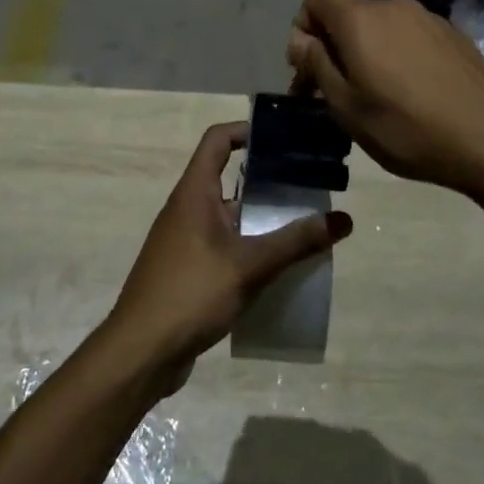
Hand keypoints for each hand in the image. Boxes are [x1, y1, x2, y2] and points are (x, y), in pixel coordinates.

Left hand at [107, 121, 351, 386]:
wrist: (140, 353)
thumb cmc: (191, 293)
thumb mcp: (250, 265)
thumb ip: (296, 242)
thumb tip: (343, 219)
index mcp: (194, 193)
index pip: (217, 140)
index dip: (246, 130)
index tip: (283, 138)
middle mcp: (187, 209)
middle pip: (229, 179)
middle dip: (267, 182)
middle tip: (309, 187)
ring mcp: (185, 241)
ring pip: (229, 217)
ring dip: (262, 221)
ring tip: (303, 228)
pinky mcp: (188, 271)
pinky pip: (224, 247)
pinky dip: (249, 250)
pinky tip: (278, 270)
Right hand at [286, 0, 483, 195]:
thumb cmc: (405, 127)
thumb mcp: (346, 106)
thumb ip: (317, 65)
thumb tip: (300, 39)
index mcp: (361, 19)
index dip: (304, 25)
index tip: (308, 66)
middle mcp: (393, 7)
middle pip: (350, 12)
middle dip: (334, 44)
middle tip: (334, 89)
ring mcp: (428, 18)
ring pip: (381, 25)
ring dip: (367, 51)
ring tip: (375, 94)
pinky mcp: (454, 35)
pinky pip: (410, 36)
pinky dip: (398, 54)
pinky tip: (412, 92)